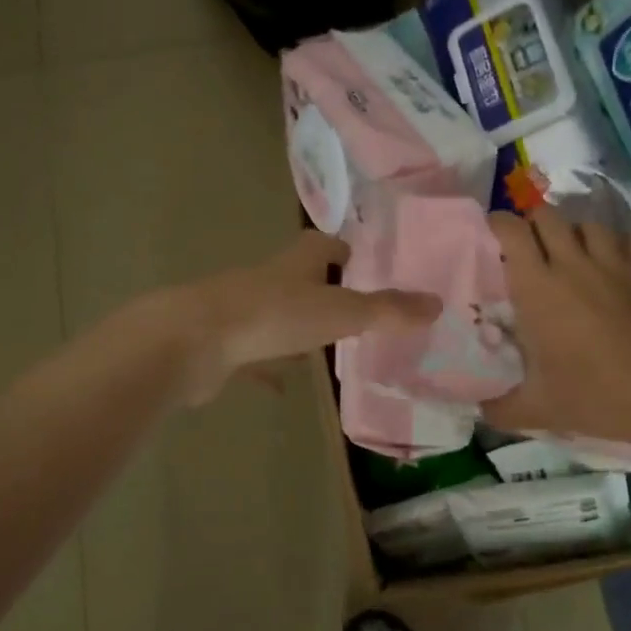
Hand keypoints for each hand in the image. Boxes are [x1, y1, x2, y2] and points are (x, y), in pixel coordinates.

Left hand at [165, 230, 440, 404]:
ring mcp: (242, 311)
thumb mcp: (340, 312)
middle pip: (300, 279)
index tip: (366, 263)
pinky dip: (269, 367)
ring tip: (326, 347)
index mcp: (296, 263)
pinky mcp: (223, 344)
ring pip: (277, 316)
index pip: (325, 245)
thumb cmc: (273, 316)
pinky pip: (254, 354)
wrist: (192, 342)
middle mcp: (269, 280)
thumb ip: (387, 311)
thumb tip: (437, 303)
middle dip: (324, 291)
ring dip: (297, 328)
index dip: (346, 251)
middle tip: (356, 312)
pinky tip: (283, 385)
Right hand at [483, 210, 630, 446]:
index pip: (513, 232)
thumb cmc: (594, 396)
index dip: (498, 223)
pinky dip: (619, 243)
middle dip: (533, 222)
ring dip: (574, 230)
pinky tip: (614, 258)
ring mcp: (615, 267)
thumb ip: (499, 408)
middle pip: (548, 216)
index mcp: (538, 289)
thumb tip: (478, 409)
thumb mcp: (537, 409)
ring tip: (569, 250)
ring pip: (589, 224)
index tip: (491, 233)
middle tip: (527, 244)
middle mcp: (573, 266)